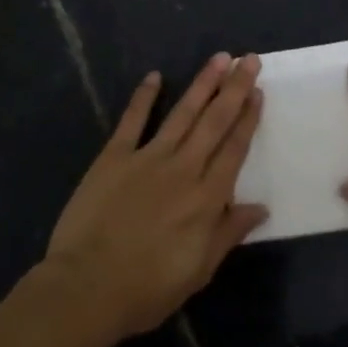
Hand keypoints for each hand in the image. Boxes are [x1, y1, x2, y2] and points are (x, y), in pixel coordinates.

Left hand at [44, 53, 267, 340]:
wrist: (86, 288)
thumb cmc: (146, 288)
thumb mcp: (198, 271)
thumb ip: (228, 233)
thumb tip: (260, 207)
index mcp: (206, 198)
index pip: (234, 149)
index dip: (248, 119)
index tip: (258, 92)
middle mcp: (183, 169)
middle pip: (215, 122)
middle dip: (234, 89)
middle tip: (249, 59)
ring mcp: (147, 158)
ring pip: (182, 114)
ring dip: (203, 84)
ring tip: (219, 58)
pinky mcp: (114, 157)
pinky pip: (132, 121)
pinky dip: (143, 97)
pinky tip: (154, 76)